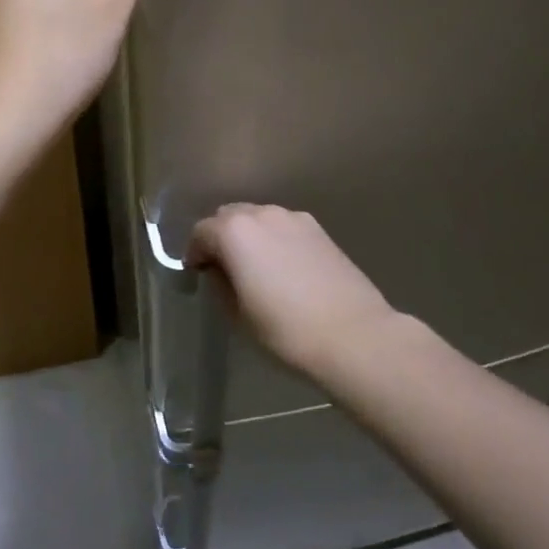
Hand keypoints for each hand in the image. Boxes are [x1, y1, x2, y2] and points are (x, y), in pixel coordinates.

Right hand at [188, 205, 397, 374]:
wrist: (353, 335)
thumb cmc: (286, 330)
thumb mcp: (238, 316)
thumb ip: (221, 285)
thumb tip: (221, 272)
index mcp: (235, 232)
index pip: (201, 233)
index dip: (195, 254)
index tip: (198, 275)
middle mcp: (262, 213)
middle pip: (229, 216)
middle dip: (221, 238)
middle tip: (224, 270)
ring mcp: (293, 218)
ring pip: (258, 218)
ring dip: (249, 236)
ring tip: (256, 268)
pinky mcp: (318, 229)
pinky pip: (284, 226)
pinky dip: (275, 239)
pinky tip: (284, 268)